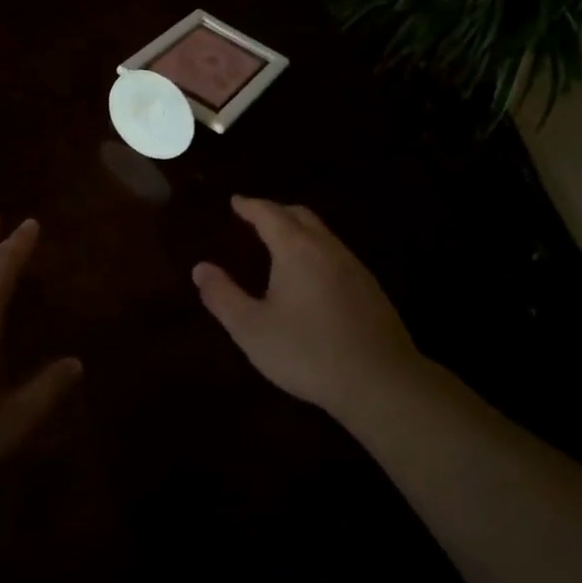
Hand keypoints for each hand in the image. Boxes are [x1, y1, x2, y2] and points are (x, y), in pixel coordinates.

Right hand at [193, 196, 423, 415]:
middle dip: (276, 211)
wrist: (380, 381)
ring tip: (282, 243)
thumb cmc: (307, 352)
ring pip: (323, 234)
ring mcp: (354, 267)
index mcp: (296, 250)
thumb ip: (223, 296)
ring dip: (299, 229)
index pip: (269, 214)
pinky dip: (317, 249)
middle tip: (256, 217)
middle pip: (300, 216)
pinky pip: (337, 254)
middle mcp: (327, 248)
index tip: (236, 201)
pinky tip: (313, 275)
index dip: (250, 206)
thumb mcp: (252, 329)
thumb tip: (201, 268)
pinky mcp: (371, 289)